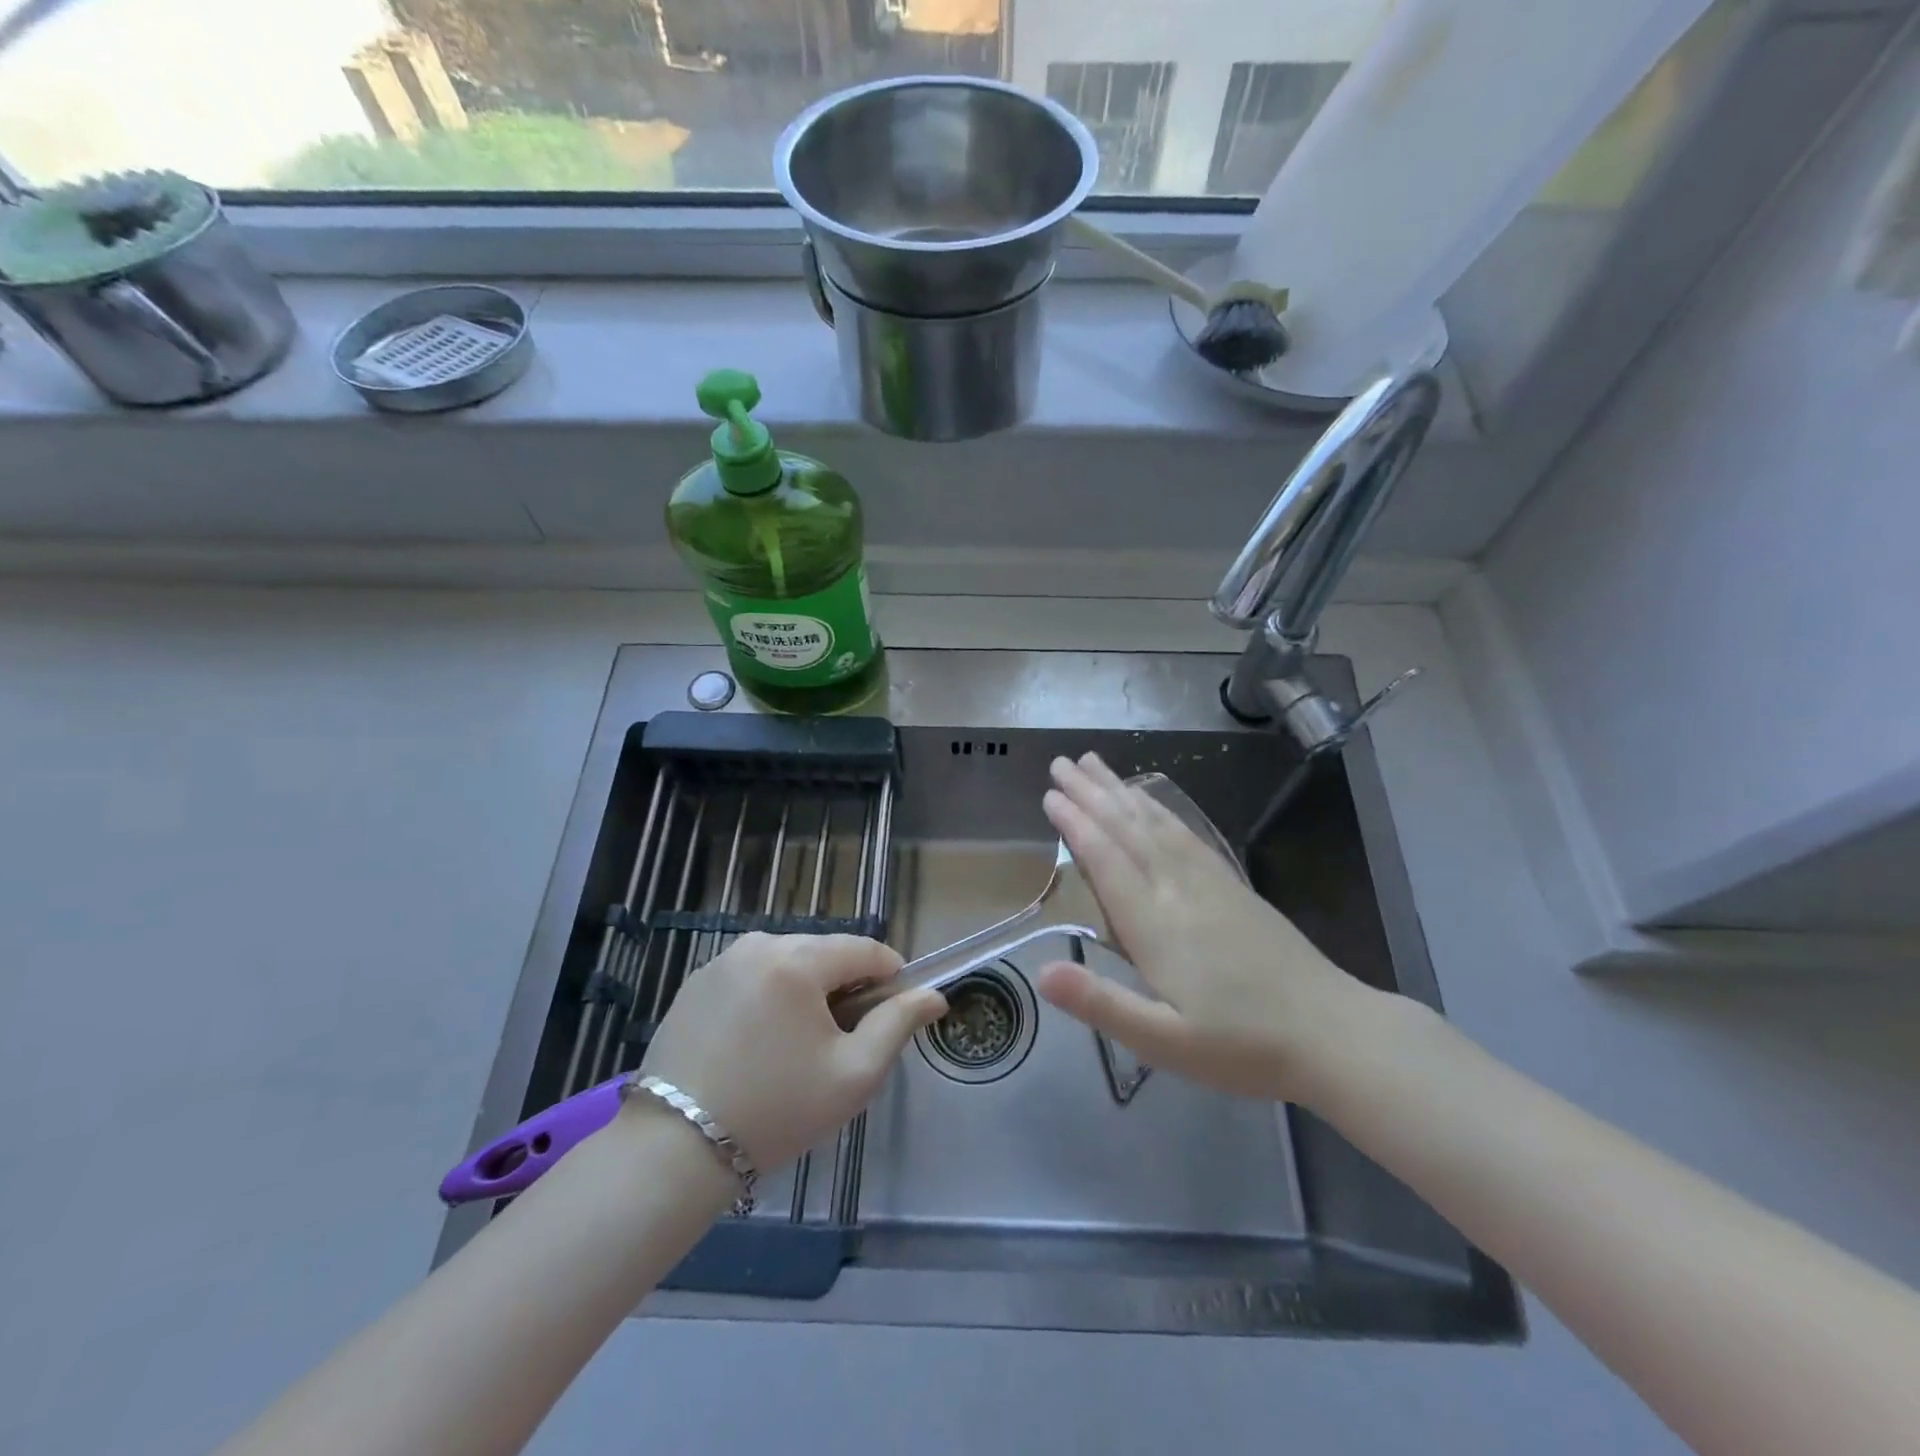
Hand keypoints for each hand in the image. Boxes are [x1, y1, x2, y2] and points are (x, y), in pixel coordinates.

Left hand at [639, 934, 945, 1170]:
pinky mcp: (696, 983)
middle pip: (825, 952)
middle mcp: (758, 944)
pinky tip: (761, 1043)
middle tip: (843, 1041)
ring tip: (800, 1045)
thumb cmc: (777, 1110)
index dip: (890, 976)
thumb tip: (933, 995)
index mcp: (797, 959)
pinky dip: (770, 997)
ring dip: (806, 991)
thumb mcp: (853, 1073)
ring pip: (788, 962)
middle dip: (845, 986)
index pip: (865, 949)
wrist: (674, 1149)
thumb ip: (898, 1024)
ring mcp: (721, 961)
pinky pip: (753, 976)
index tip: (895, 1013)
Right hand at [1036, 753, 1383, 1103]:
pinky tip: (1151, 801)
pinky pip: (1187, 834)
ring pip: (1157, 824)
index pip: (1107, 860)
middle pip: (1128, 830)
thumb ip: (1101, 1004)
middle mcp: (1178, 890)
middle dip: (1091, 794)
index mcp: (1155, 925)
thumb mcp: (1164, 1042)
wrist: (1332, 1034)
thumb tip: (1040, 973)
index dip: (1076, 825)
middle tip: (1061, 763)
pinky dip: (1161, 810)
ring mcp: (1210, 883)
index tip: (1050, 794)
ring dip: (1122, 791)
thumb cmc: (1241, 1047)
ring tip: (1096, 765)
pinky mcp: (1233, 886)